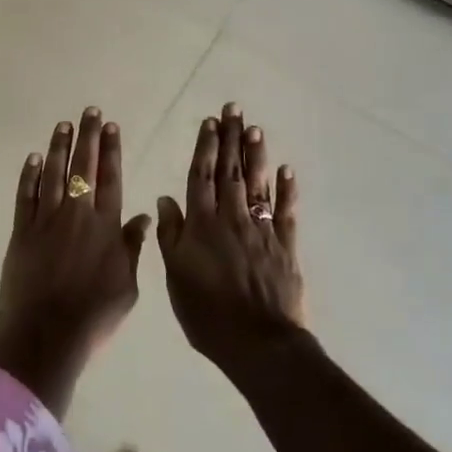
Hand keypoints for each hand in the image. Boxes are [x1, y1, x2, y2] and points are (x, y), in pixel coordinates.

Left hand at [0, 107, 152, 415]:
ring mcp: (46, 219)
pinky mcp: (22, 230)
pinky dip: (29, 174)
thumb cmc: (93, 315)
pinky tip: (33, 158)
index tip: (111, 126)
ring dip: (58, 147)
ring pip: (52, 173)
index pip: (111, 178)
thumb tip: (141, 217)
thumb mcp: (127, 287)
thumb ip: (132, 248)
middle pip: (83, 167)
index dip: (111, 150)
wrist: (46, 332)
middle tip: (89, 111)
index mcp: (105, 226)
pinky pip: (26, 195)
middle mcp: (77, 214)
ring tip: (63, 125)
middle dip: (87, 137)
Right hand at [155, 103, 305, 376]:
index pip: (202, 176)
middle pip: (230, 171)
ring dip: (255, 154)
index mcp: (202, 224)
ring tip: (254, 128)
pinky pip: (285, 211)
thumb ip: (171, 235)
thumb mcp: (175, 276)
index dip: (205, 147)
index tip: (209, 122)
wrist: (258, 343)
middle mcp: (231, 218)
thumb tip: (165, 199)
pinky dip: (286, 190)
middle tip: (233, 109)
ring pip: (257, 184)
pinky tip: (286, 170)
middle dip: (231, 138)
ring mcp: (261, 230)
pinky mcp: (285, 246)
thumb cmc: (207, 314)